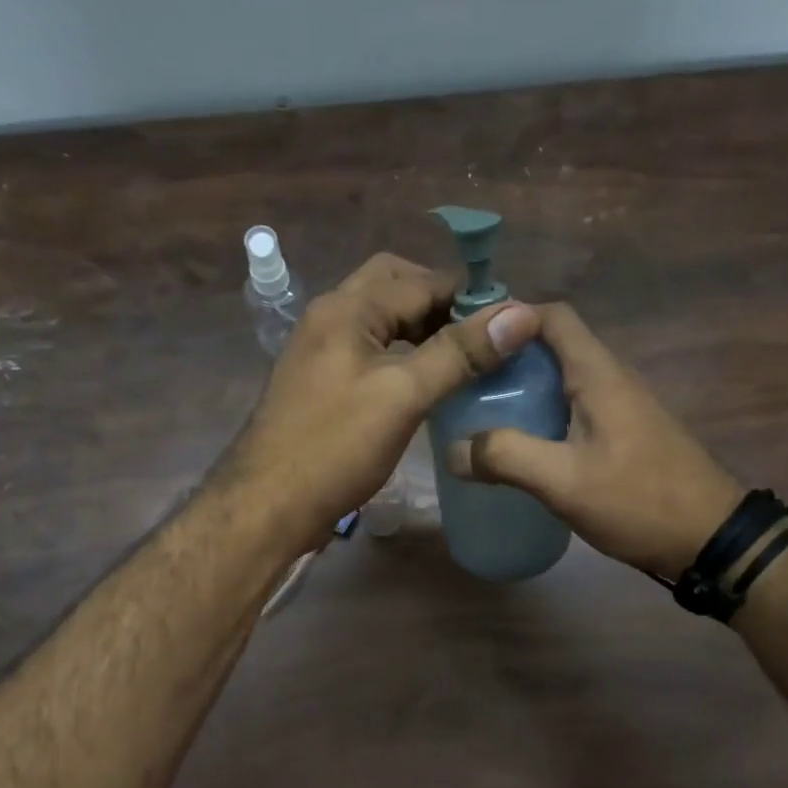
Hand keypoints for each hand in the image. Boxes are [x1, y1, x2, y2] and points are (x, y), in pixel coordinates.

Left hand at [222, 253, 540, 552]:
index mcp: (346, 309)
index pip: (419, 280)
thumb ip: (459, 352)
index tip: (511, 321)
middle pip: (393, 289)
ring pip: (380, 323)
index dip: (468, 294)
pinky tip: (425, 385)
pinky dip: (401, 357)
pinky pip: (369, 353)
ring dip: (421, 331)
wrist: (267, 506)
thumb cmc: (335, 447)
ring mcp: (320, 353)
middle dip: (440, 304)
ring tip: (464, 360)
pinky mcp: (321, 386)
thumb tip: (519, 313)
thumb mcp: (403, 395)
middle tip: (481, 336)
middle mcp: (329, 319)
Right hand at [443, 303, 743, 578]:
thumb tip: (453, 449)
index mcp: (599, 375)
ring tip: (479, 412)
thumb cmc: (639, 501)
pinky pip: (573, 408)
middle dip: (506, 358)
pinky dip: (541, 414)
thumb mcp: (564, 481)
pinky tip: (520, 445)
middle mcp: (611, 379)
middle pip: (553, 347)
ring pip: (562, 380)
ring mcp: (620, 407)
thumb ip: (506, 458)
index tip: (468, 341)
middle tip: (462, 383)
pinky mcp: (623, 434)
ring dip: (523, 388)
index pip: (553, 317)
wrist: (711, 539)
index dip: (510, 318)